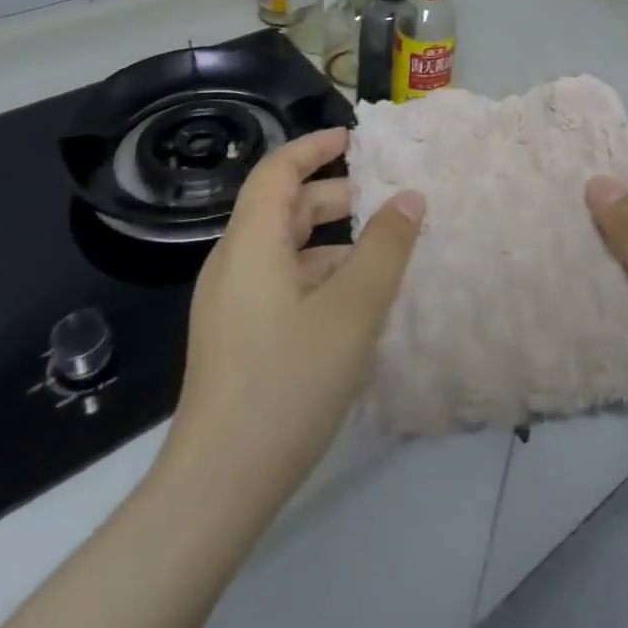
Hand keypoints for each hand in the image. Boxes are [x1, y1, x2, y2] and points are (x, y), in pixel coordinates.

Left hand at [159, 128, 423, 526]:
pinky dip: (320, 276)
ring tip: (383, 254)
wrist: (217, 489)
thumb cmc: (288, 383)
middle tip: (385, 199)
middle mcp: (234, 265)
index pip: (278, 170)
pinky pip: (282, 283)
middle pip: (283, 207)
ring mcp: (232, 305)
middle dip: (335, 195)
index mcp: (252, 244)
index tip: (356, 138)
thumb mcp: (353, 310)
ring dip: (332, 241)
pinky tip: (356, 305)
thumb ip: (386, 247)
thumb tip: (410, 197)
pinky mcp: (238, 338)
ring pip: (286, 249)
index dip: (315, 146)